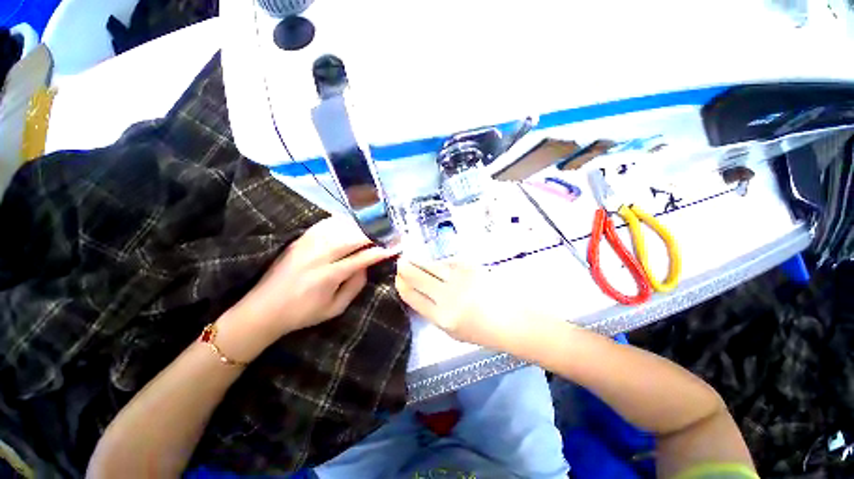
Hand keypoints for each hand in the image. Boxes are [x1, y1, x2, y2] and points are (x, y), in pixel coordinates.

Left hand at [226, 217, 396, 343]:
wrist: (263, 309)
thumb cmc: (303, 313)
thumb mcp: (334, 309)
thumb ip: (355, 286)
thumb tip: (367, 265)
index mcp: (328, 276)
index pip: (362, 258)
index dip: (380, 251)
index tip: (394, 246)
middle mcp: (318, 256)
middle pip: (351, 237)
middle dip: (372, 233)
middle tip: (387, 231)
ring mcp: (307, 245)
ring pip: (339, 227)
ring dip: (359, 224)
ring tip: (373, 224)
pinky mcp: (299, 240)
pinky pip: (324, 224)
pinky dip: (340, 221)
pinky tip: (351, 221)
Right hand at [394, 257, 531, 350]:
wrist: (512, 317)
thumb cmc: (482, 329)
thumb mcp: (452, 331)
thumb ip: (434, 312)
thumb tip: (419, 293)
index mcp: (441, 318)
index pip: (412, 297)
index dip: (402, 286)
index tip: (397, 279)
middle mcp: (447, 296)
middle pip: (417, 277)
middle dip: (405, 269)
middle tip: (400, 263)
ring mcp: (458, 278)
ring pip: (430, 266)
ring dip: (418, 261)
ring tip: (410, 259)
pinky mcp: (469, 266)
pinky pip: (446, 262)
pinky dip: (439, 263)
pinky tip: (436, 263)